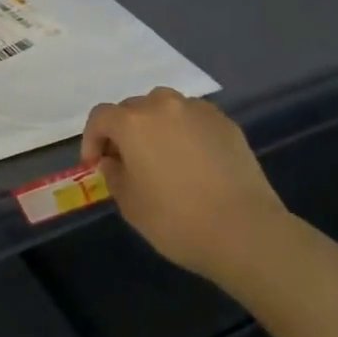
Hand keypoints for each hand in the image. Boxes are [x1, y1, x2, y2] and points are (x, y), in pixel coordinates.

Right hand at [82, 88, 288, 287]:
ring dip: (155, 125)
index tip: (96, 165)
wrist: (245, 230)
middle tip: (127, 161)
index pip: (101, 117)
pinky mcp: (226, 123)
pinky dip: (185, 131)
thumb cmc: (177, 220)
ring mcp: (198, 111)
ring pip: (165, 108)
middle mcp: (163, 105)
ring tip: (162, 155)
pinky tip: (193, 160)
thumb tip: (112, 161)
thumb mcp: (130, 205)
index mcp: (133, 123)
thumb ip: (114, 175)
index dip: (92, 139)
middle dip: (124, 131)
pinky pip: (194, 118)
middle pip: (133, 108)